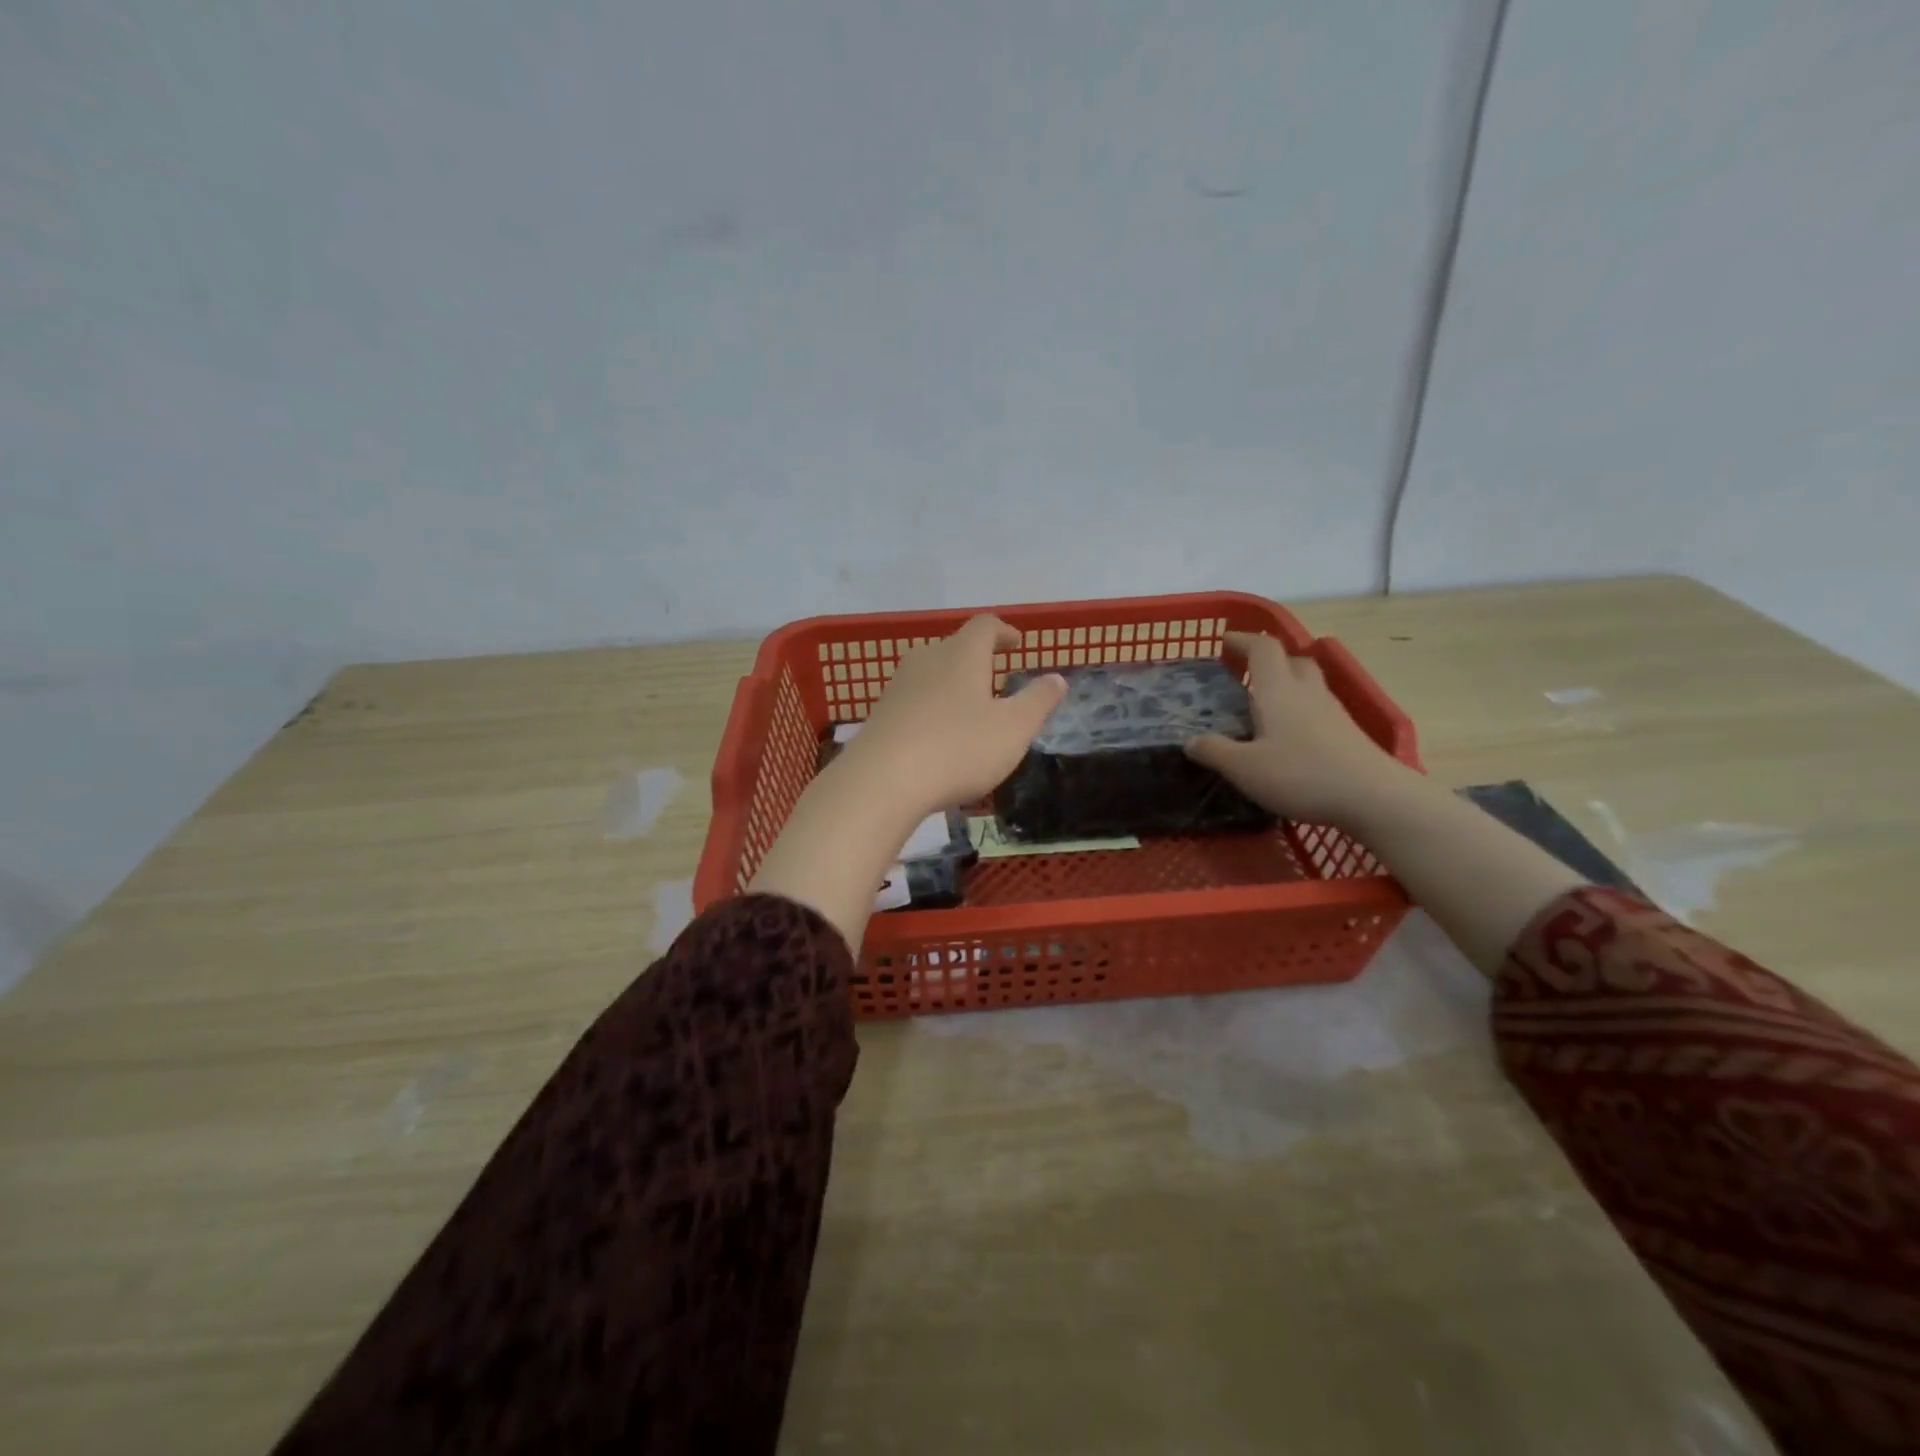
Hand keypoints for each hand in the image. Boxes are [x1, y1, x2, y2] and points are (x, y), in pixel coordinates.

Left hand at [749, 616, 1065, 949]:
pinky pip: (913, 702)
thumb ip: (1037, 702)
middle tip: (994, 679)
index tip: (1015, 643)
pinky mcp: (879, 715)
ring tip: (968, 710)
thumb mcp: (1013, 730)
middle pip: (954, 648)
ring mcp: (897, 687)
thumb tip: (1057, 678)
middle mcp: (926, 660)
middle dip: (976, 660)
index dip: (1003, 631)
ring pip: (930, 674)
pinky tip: (937, 738)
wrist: (881, 782)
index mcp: (962, 655)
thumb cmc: (958, 750)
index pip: (984, 626)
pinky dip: (931, 710)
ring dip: (951, 685)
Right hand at [1185, 631, 1404, 828]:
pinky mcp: (1348, 733)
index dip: (1243, 640)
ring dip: (1287, 684)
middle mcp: (1307, 692)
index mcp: (1278, 690)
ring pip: (1308, 684)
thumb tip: (1190, 740)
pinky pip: (1319, 708)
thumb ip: (1215, 751)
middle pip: (1292, 660)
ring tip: (1265, 704)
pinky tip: (1291, 735)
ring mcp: (1332, 712)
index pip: (1263, 648)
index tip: (1225, 641)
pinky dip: (1301, 710)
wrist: (1374, 797)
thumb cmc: (1301, 775)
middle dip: (1269, 660)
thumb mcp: (1244, 768)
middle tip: (1246, 673)